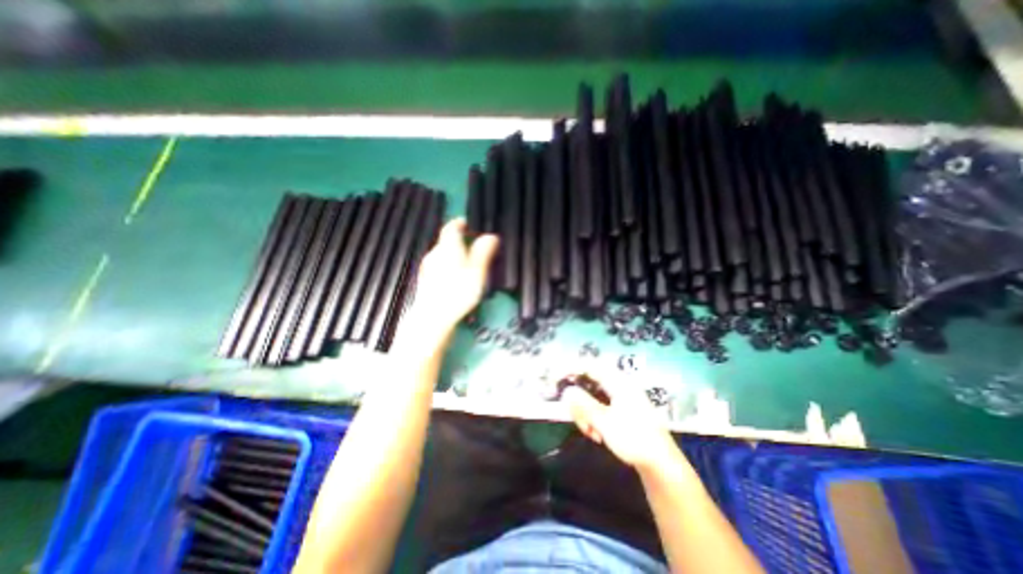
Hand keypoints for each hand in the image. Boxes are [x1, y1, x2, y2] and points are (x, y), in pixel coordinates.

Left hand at [410, 218, 501, 335]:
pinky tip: (456, 278)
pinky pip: (439, 265)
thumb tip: (491, 236)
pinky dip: (448, 266)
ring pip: (443, 254)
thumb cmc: (457, 293)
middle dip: (460, 240)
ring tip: (468, 263)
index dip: (460, 223)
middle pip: (447, 241)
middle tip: (475, 246)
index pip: (451, 227)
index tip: (468, 223)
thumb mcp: (477, 272)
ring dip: (455, 254)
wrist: (433, 317)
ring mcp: (428, 266)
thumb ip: (483, 252)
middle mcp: (435, 253)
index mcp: (448, 247)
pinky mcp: (426, 279)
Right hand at [564, 372, 682, 470]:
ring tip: (592, 433)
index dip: (569, 368)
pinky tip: (597, 435)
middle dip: (579, 402)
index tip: (555, 379)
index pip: (588, 365)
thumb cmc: (634, 439)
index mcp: (617, 382)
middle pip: (587, 383)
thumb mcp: (605, 422)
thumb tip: (567, 391)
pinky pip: (598, 408)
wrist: (661, 464)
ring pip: (591, 397)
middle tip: (576, 418)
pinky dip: (593, 419)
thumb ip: (583, 404)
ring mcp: (620, 398)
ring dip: (586, 414)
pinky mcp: (620, 410)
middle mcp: (618, 385)